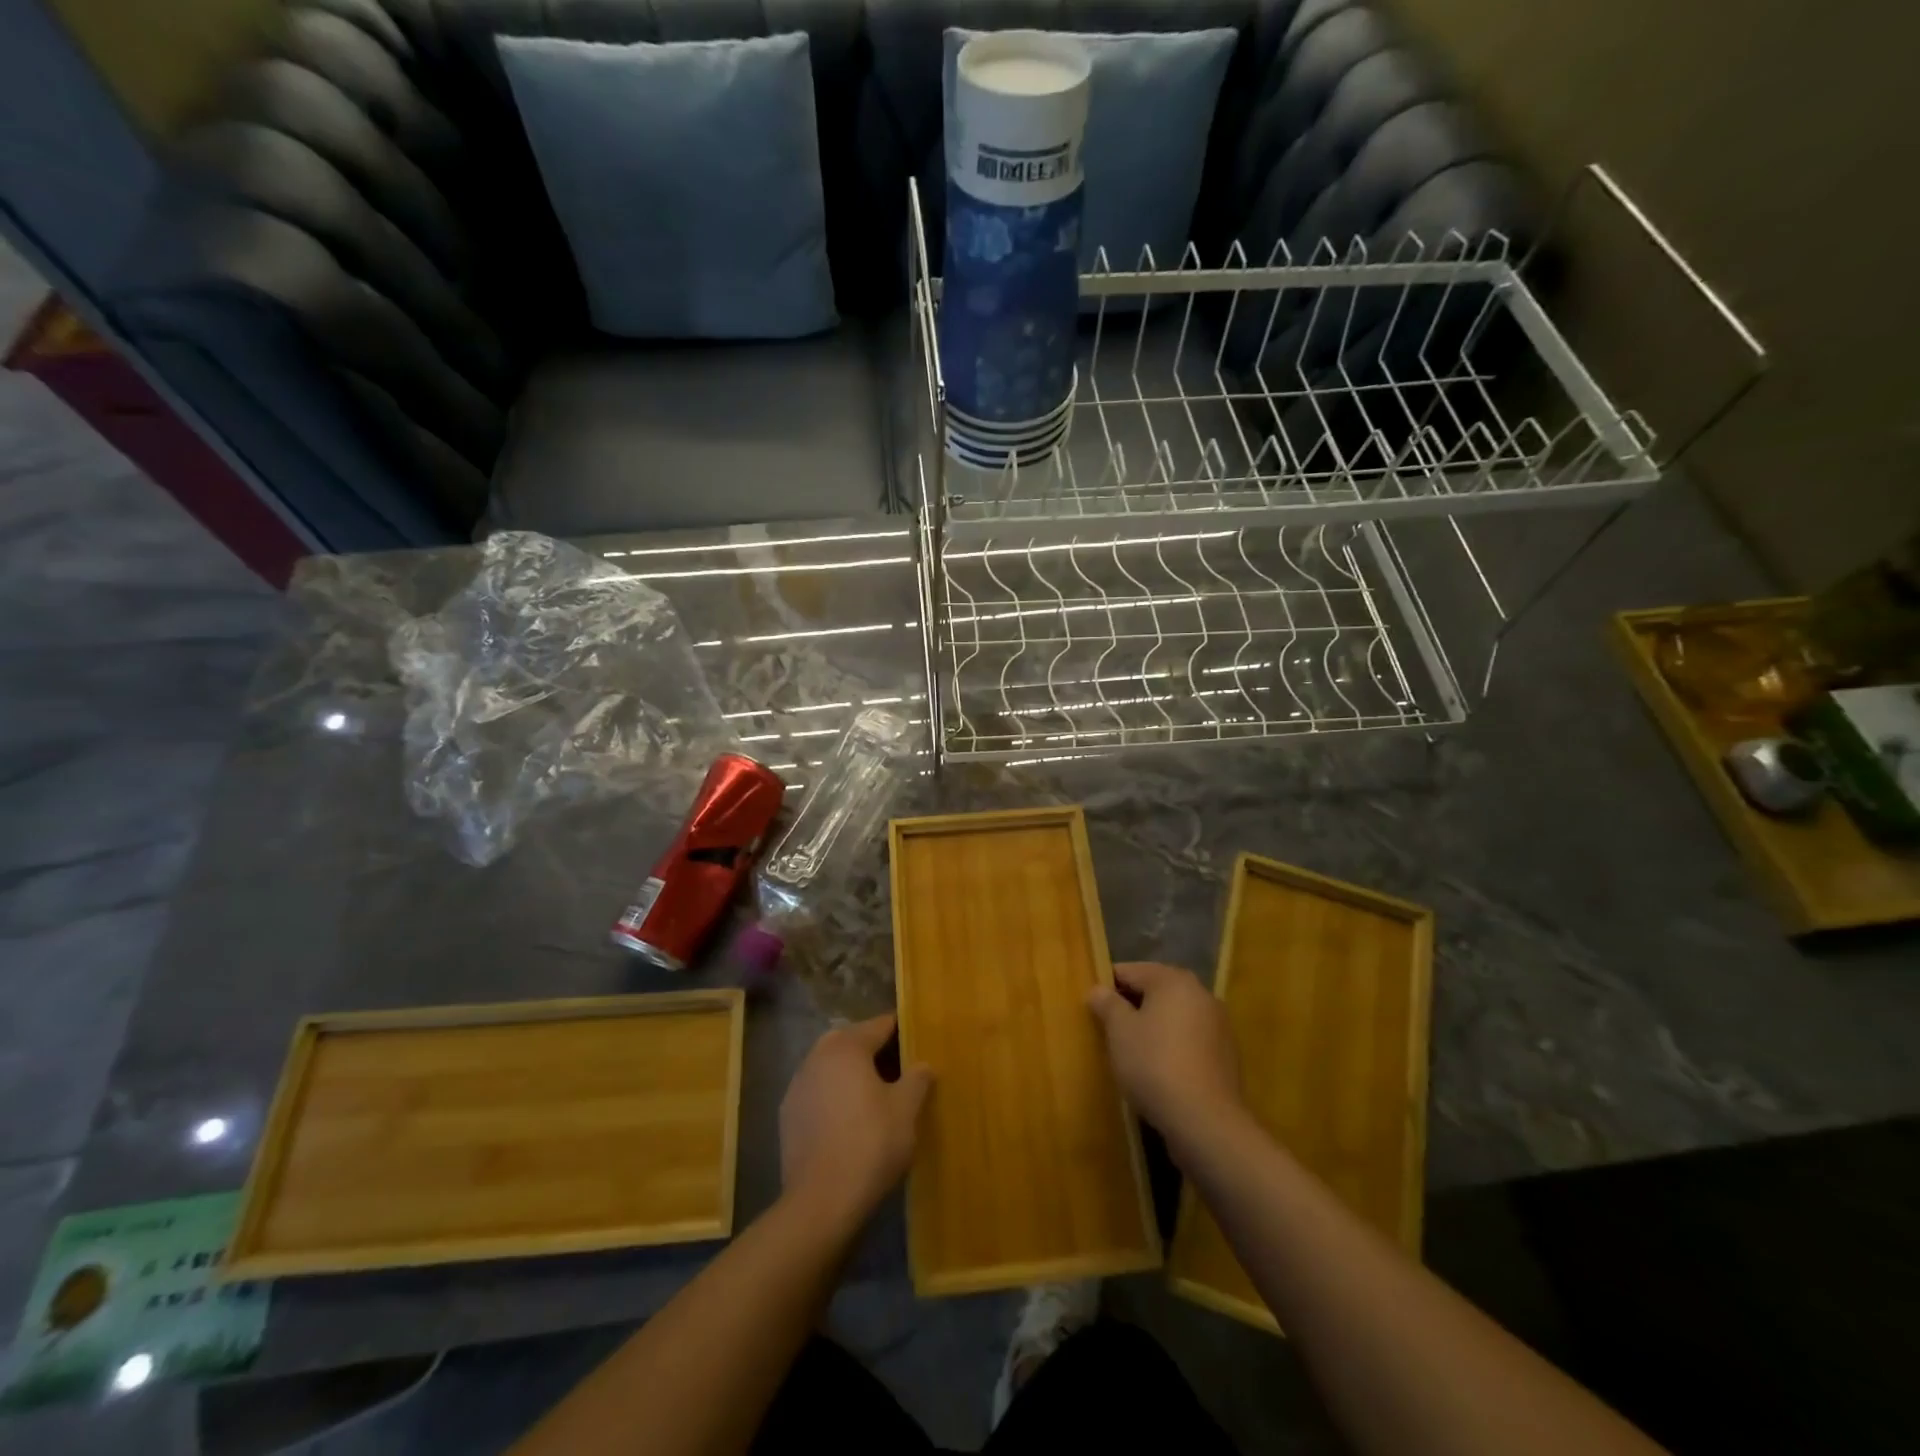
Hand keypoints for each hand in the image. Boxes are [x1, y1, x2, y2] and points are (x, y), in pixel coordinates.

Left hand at [779, 1014, 933, 1230]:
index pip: (878, 1025)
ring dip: (850, 1070)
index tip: (916, 1036)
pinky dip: (833, 1093)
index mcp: (847, 1047)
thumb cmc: (870, 1145)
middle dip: (872, 1047)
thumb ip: (917, 1080)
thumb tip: (923, 1065)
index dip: (900, 1029)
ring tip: (874, 1092)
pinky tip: (848, 1117)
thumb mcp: (906, 1111)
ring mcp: (798, 1085)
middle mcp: (818, 1056)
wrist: (820, 1201)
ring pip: (830, 1064)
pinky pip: (817, 1090)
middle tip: (896, 1064)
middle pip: (850, 1040)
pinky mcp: (788, 1114)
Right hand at [1088, 962, 1241, 1144]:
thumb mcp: (1119, 1031)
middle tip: (1109, 1029)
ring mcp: (1219, 1025)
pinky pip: (1190, 1039)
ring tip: (1132, 1052)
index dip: (1107, 986)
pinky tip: (1159, 1069)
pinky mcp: (1226, 1055)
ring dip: (1154, 1026)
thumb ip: (1107, 1004)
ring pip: (1175, 1016)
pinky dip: (1173, 1046)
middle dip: (1132, 1006)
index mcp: (1173, 980)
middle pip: (1156, 991)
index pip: (1131, 971)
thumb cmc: (1154, 1064)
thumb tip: (1098, 990)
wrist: (1205, 1121)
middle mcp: (1201, 993)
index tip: (1092, 1007)